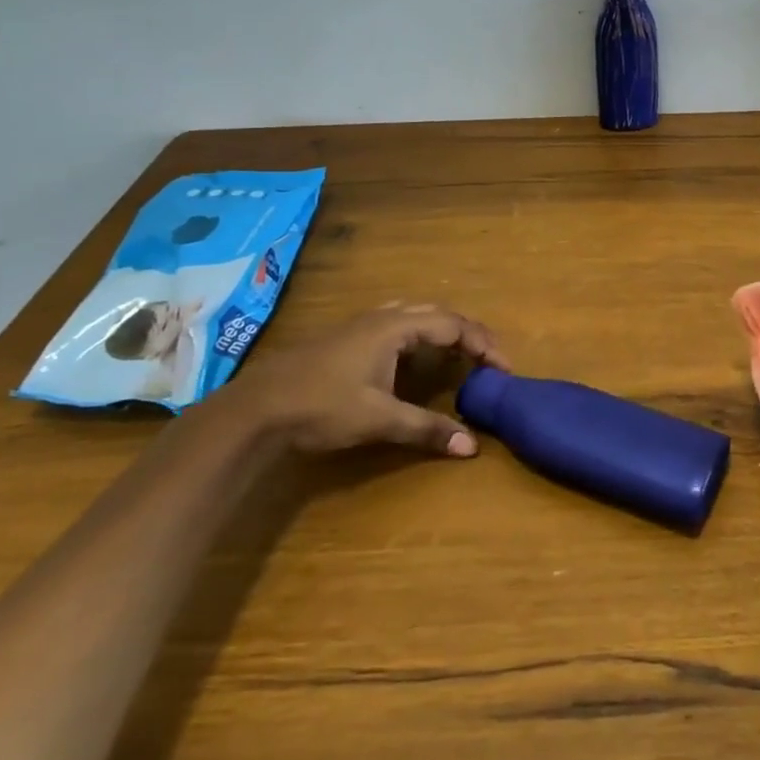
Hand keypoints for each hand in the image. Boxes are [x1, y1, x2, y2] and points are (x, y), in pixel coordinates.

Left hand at [214, 302, 507, 456]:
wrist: (256, 408)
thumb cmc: (322, 406)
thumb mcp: (379, 420)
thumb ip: (427, 429)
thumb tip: (472, 446)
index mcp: (395, 327)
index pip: (453, 326)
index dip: (483, 344)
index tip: (504, 368)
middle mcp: (381, 317)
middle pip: (437, 314)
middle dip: (467, 333)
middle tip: (488, 357)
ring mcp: (360, 324)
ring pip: (414, 315)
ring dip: (442, 330)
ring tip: (458, 353)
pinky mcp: (346, 338)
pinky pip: (396, 324)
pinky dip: (419, 336)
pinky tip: (413, 359)